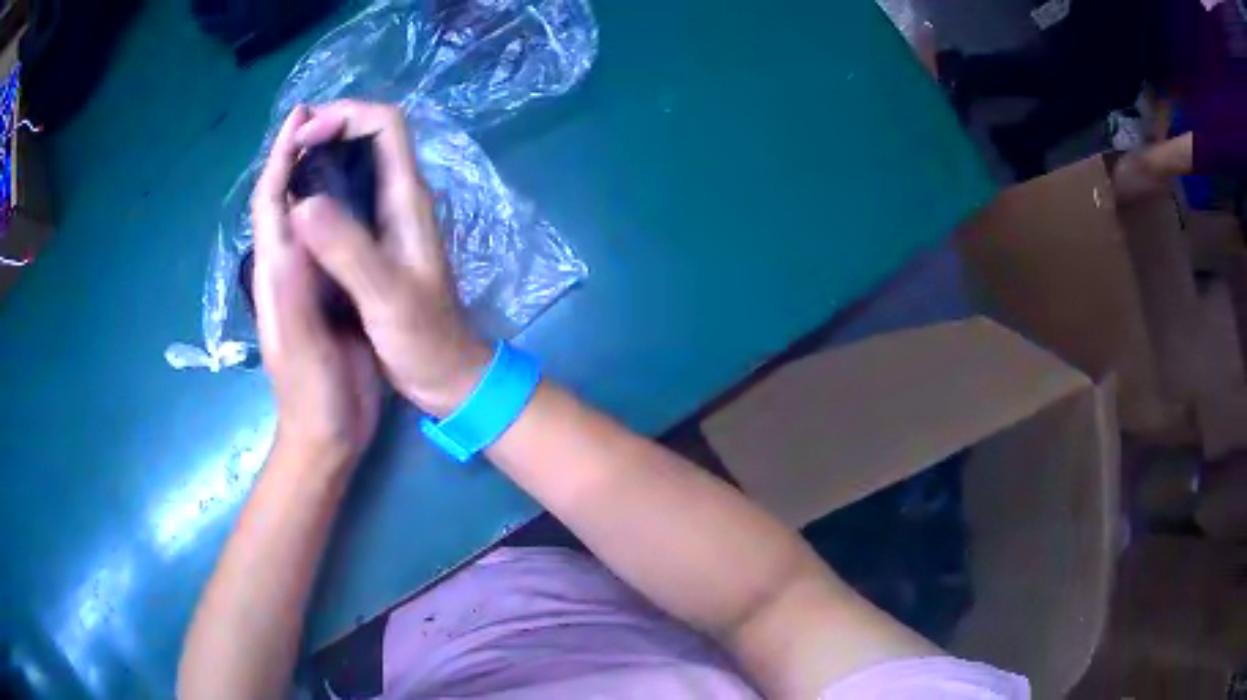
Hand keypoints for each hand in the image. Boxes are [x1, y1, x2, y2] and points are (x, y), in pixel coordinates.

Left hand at [251, 105, 382, 462]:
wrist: (329, 435)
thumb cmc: (314, 393)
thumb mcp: (301, 342)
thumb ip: (291, 287)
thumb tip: (297, 217)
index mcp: (277, 272)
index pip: (270, 201)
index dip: (280, 157)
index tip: (301, 117)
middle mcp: (287, 268)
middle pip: (283, 200)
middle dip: (294, 156)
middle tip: (323, 119)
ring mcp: (307, 281)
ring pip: (304, 216)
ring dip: (314, 175)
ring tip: (340, 143)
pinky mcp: (329, 294)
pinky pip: (327, 239)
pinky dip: (335, 208)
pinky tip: (356, 199)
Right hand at [287, 100, 491, 416]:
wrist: (448, 375)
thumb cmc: (423, 338)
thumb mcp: (385, 296)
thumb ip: (347, 250)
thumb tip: (303, 202)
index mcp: (407, 199)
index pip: (385, 125)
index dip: (345, 116)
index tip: (304, 137)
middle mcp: (399, 198)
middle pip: (368, 136)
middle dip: (329, 128)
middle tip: (287, 147)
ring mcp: (387, 220)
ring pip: (355, 166)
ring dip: (322, 156)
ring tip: (284, 169)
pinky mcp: (376, 243)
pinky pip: (345, 199)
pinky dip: (321, 190)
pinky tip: (296, 209)